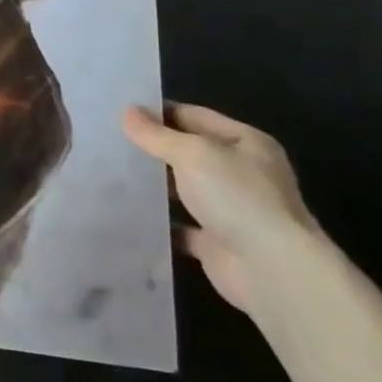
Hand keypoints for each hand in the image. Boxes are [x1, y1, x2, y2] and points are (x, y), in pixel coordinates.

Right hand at [122, 103, 320, 313]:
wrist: (271, 270)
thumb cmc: (237, 197)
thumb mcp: (192, 155)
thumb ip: (157, 135)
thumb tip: (127, 111)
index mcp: (246, 143)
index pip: (195, 116)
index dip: (160, 112)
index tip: (121, 112)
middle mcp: (242, 173)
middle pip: (190, 153)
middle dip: (154, 148)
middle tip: (109, 140)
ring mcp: (231, 209)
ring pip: (184, 189)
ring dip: (155, 185)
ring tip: (111, 172)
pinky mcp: (216, 242)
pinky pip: (180, 225)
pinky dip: (159, 221)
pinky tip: (127, 212)